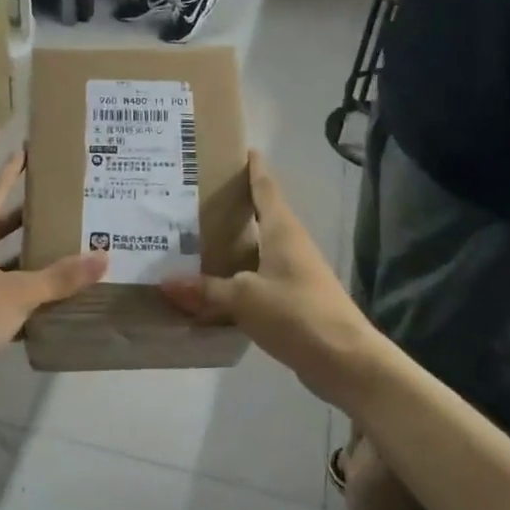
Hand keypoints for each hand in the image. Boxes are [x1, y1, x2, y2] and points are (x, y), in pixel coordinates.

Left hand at [0, 151, 107, 391]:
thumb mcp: (19, 292)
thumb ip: (61, 277)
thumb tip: (103, 257)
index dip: (10, 172)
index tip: (25, 153)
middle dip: (24, 216)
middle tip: (56, 205)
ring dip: (24, 255)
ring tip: (59, 247)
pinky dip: (19, 289)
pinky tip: (46, 296)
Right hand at [160, 152, 377, 406]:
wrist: (345, 360)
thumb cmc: (297, 313)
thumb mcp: (244, 298)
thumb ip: (205, 290)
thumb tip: (165, 282)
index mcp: (282, 230)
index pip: (266, 187)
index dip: (253, 168)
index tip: (239, 149)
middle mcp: (290, 244)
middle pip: (259, 216)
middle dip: (231, 206)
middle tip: (194, 197)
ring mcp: (294, 273)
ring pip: (256, 250)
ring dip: (231, 245)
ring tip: (193, 239)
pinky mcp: (293, 300)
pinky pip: (257, 279)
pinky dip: (236, 277)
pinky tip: (212, 287)